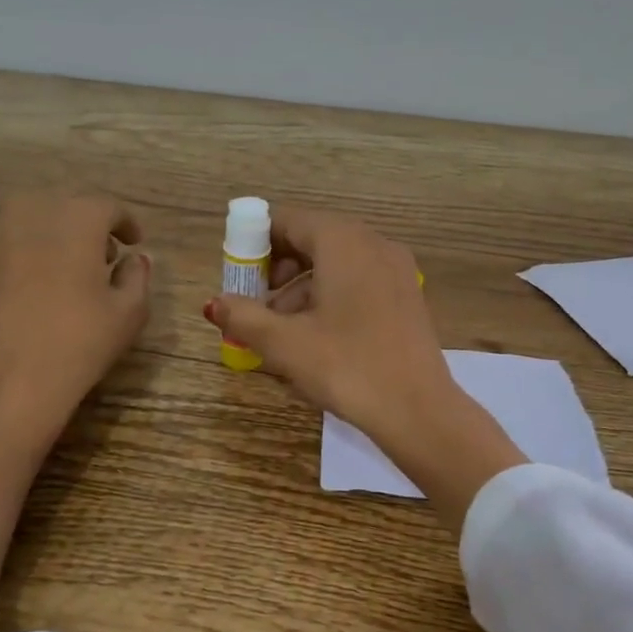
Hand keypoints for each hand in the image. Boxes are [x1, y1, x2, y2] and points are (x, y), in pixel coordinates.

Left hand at [0, 194, 150, 594]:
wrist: (10, 377)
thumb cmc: (81, 340)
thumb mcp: (130, 311)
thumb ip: (137, 276)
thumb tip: (134, 259)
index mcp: (79, 217)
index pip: (109, 207)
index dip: (127, 223)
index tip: (134, 243)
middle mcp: (36, 211)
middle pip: (70, 204)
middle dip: (91, 224)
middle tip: (105, 255)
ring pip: (36, 215)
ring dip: (57, 230)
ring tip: (69, 265)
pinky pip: (10, 238)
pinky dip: (28, 246)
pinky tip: (36, 279)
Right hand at [204, 206, 521, 523]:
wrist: (418, 410)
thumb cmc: (346, 366)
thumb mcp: (285, 343)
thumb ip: (244, 316)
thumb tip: (214, 303)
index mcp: (343, 241)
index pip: (288, 221)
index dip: (256, 244)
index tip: (238, 277)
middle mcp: (373, 243)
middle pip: (313, 240)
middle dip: (278, 270)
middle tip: (256, 305)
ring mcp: (396, 269)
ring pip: (336, 264)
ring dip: (302, 290)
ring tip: (280, 332)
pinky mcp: (407, 296)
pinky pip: (359, 282)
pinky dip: (330, 298)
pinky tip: (316, 338)